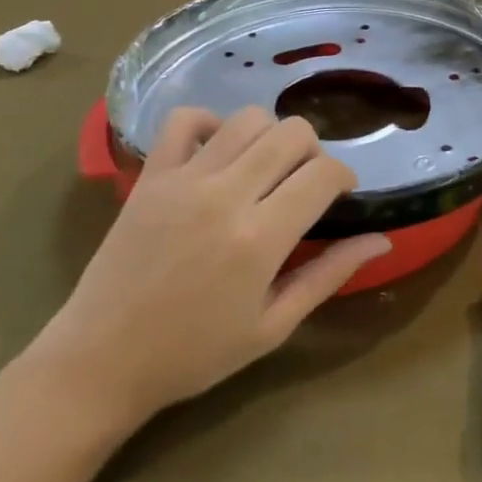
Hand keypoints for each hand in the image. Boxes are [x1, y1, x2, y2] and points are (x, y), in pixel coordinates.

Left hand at [30, 107, 389, 432]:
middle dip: (313, 151)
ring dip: (270, 136)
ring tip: (265, 169)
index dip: (344, 176)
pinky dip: (211, 124)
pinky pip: (185, 120)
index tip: (341, 195)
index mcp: (260, 238)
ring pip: (248, 119)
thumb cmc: (193, 354)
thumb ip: (328, 276)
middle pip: (292, 133)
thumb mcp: (272, 326)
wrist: (100, 362)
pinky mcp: (151, 176)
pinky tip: (219, 153)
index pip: (323, 174)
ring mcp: (184, 180)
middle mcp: (225, 196)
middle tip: (305, 184)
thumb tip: (381, 240)